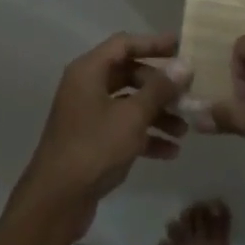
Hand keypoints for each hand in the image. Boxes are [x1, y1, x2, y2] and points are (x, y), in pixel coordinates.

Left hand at [13, 32, 185, 239]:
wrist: (57, 201)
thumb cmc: (94, 148)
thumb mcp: (132, 116)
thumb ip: (159, 89)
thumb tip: (184, 65)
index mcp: (89, 72)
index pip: (124, 44)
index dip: (153, 43)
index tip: (181, 46)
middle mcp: (86, 87)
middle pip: (129, 74)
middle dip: (160, 87)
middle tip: (187, 96)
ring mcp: (88, 115)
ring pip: (129, 104)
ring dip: (157, 114)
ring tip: (184, 130)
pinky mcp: (92, 141)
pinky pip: (123, 128)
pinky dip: (145, 136)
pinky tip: (170, 152)